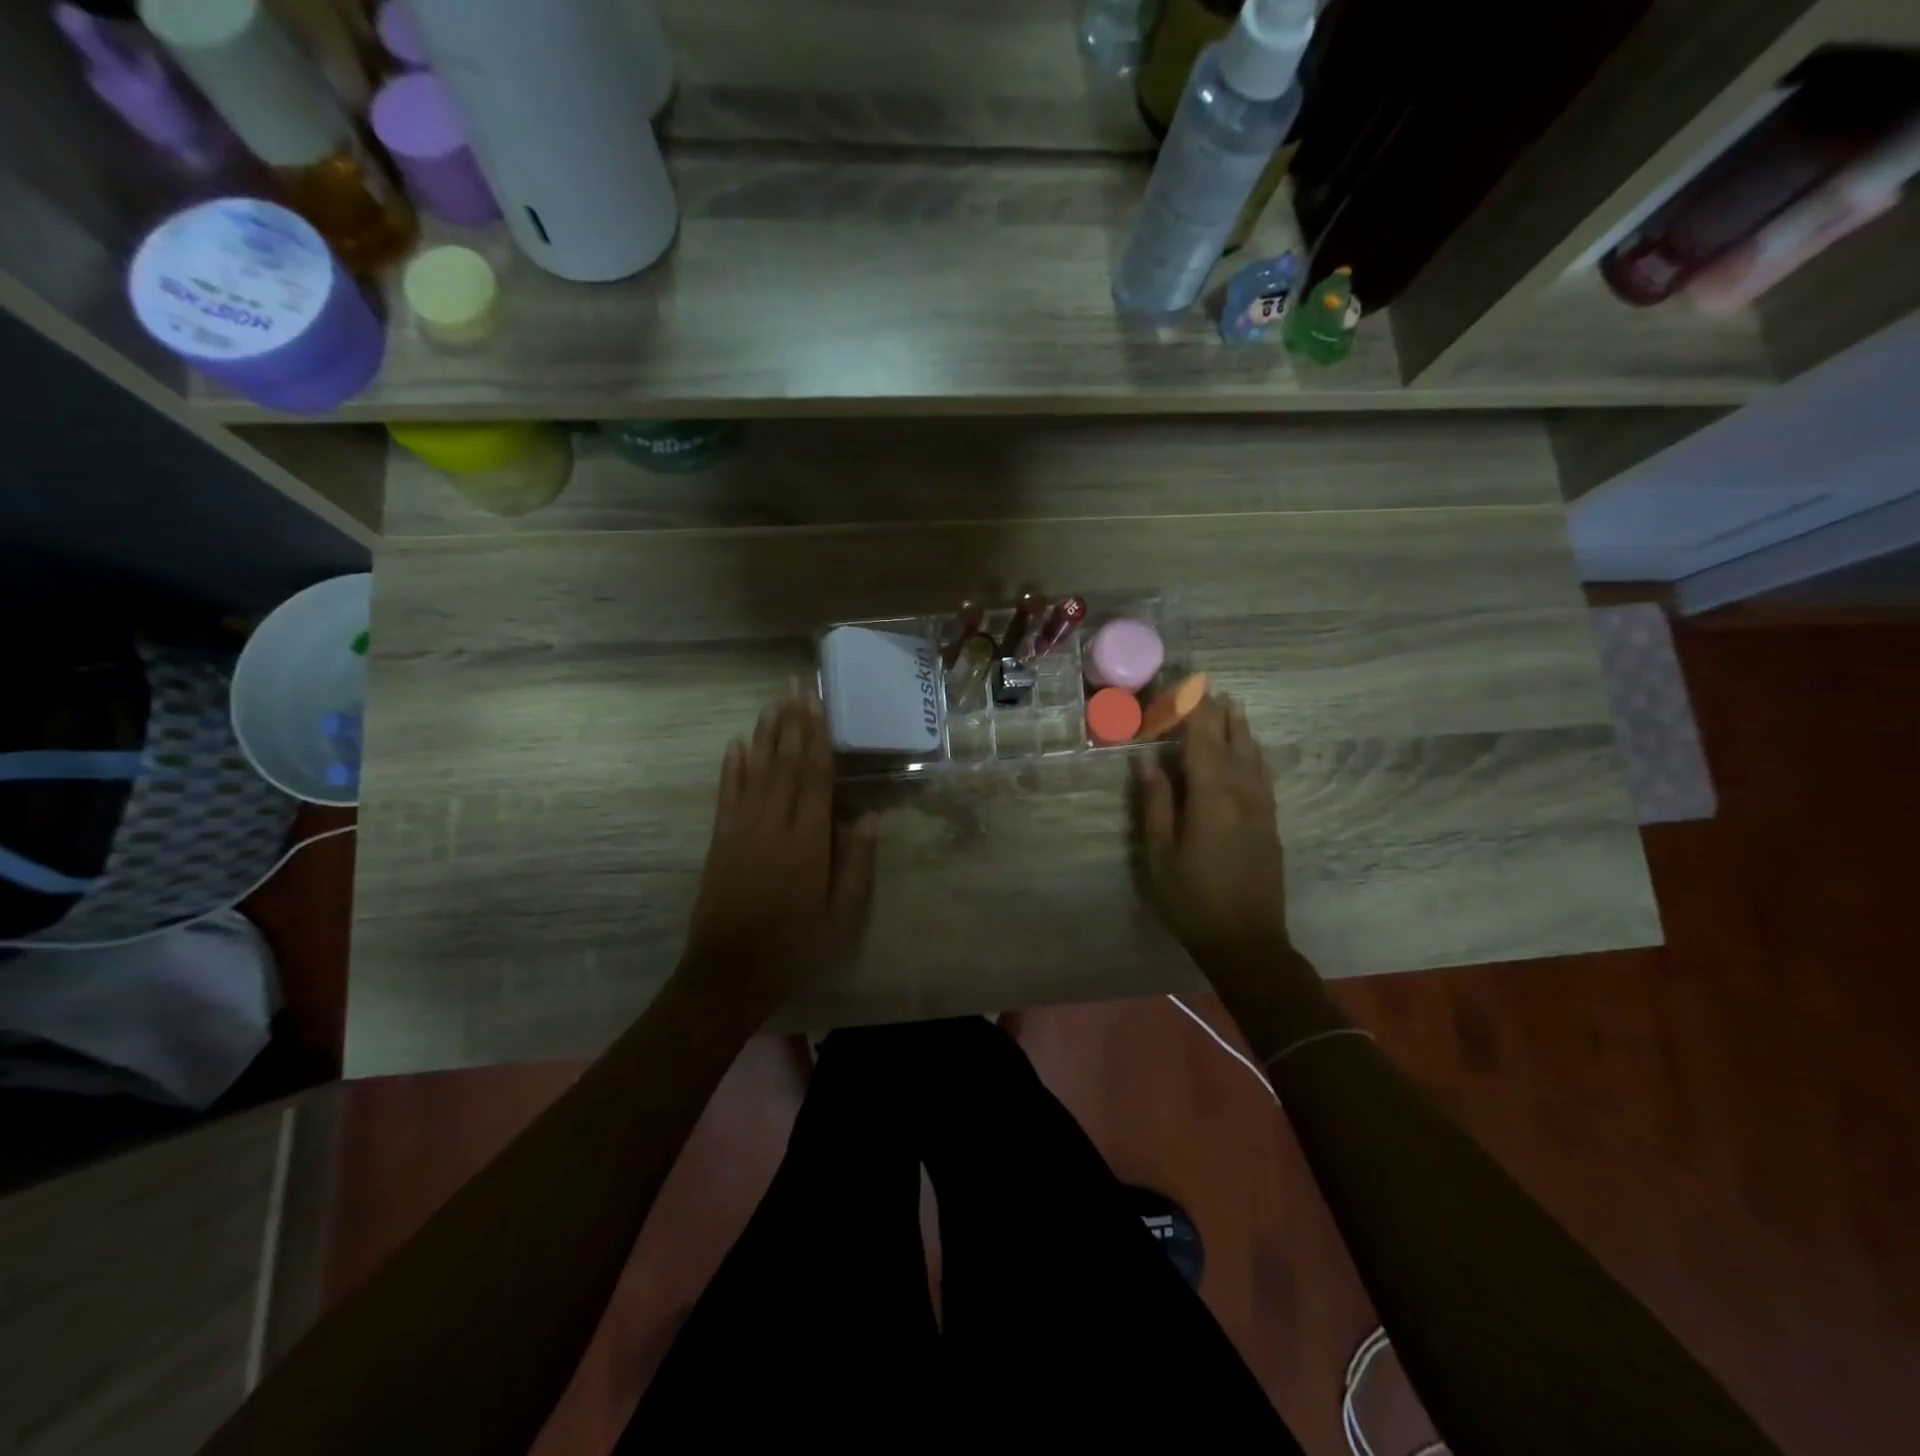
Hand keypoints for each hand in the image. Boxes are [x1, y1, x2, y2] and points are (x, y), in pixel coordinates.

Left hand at [681, 684, 877, 1018]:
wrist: (729, 973)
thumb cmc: (795, 946)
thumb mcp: (842, 916)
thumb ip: (856, 864)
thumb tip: (866, 816)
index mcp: (807, 840)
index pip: (814, 776)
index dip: (817, 736)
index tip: (818, 702)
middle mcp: (773, 824)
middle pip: (784, 762)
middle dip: (791, 721)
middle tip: (795, 684)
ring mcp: (740, 830)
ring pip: (755, 771)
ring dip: (764, 734)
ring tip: (773, 702)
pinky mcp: (719, 841)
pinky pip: (727, 794)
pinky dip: (731, 767)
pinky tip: (736, 744)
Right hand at [1135, 695, 1290, 970]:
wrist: (1247, 942)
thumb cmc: (1192, 900)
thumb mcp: (1161, 855)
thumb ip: (1156, 804)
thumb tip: (1148, 762)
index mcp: (1211, 798)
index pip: (1201, 742)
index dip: (1192, 713)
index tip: (1184, 687)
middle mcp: (1242, 795)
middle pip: (1230, 743)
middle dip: (1217, 714)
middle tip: (1206, 686)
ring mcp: (1261, 809)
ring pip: (1252, 757)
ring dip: (1241, 729)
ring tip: (1233, 704)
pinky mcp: (1270, 823)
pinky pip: (1263, 776)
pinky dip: (1256, 754)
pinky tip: (1253, 749)